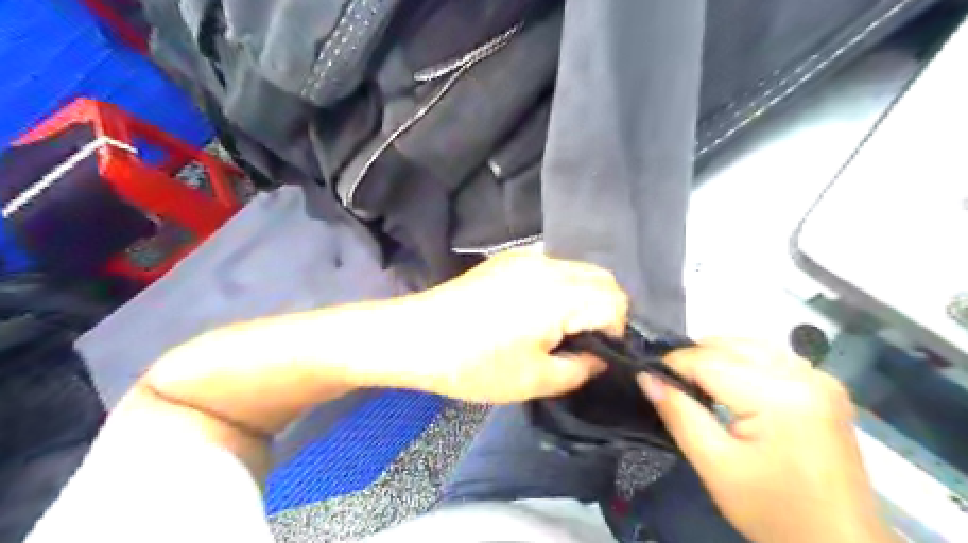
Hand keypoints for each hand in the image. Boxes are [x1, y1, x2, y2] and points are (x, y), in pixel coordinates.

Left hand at [371, 250, 627, 403]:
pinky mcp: (507, 259)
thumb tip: (599, 355)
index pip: (616, 300)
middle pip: (602, 278)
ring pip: (578, 269)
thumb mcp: (535, 380)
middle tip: (580, 344)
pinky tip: (535, 311)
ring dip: (582, 297)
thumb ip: (581, 368)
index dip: (615, 331)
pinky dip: (560, 286)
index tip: (593, 355)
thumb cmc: (473, 364)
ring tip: (558, 329)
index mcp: (559, 293)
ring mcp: (525, 257)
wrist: (415, 336)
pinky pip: (552, 266)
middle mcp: (548, 264)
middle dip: (604, 310)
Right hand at [641, 340, 900, 541]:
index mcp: (779, 396)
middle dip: (694, 359)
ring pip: (749, 345)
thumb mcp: (714, 464)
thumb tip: (646, 376)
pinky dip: (743, 362)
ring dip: (717, 357)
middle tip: (671, 385)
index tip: (650, 379)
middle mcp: (804, 375)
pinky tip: (732, 387)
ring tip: (697, 385)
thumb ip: (678, 413)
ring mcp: (820, 378)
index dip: (672, 365)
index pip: (708, 360)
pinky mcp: (826, 387)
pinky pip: (771, 357)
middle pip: (729, 346)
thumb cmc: (773, 511)